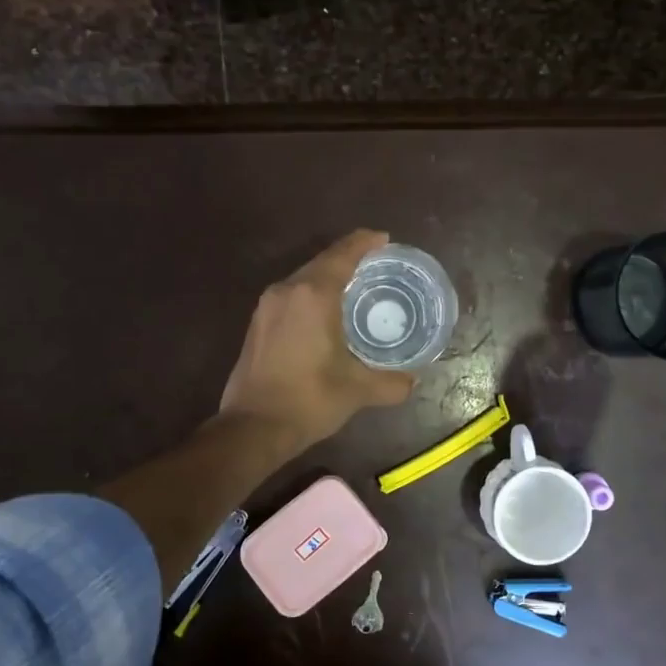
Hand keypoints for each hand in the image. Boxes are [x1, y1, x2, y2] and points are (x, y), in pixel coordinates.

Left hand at [220, 230, 415, 453]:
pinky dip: (312, 294)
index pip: (343, 255)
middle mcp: (287, 290)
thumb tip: (412, 381)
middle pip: (322, 262)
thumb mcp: (357, 390)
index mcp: (313, 295)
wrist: (252, 427)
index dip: (365, 242)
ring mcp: (267, 306)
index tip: (384, 239)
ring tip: (355, 286)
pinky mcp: (258, 323)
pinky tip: (326, 312)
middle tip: (376, 264)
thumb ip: (391, 383)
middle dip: (349, 258)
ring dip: (328, 276)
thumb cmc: (309, 400)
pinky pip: (291, 295)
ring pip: (303, 278)